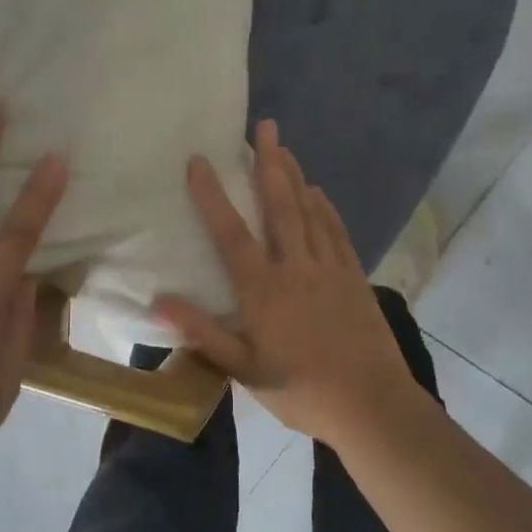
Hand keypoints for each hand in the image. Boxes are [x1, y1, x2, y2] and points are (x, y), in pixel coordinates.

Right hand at [156, 120, 420, 446]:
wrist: (372, 405)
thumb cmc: (301, 390)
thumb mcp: (244, 370)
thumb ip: (203, 333)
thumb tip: (159, 301)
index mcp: (263, 289)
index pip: (231, 232)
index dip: (212, 195)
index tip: (199, 160)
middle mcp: (295, 267)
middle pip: (279, 205)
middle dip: (269, 163)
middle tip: (264, 127)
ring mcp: (329, 269)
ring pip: (309, 211)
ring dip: (295, 176)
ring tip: (284, 147)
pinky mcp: (354, 277)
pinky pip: (336, 231)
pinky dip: (325, 208)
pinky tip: (318, 192)